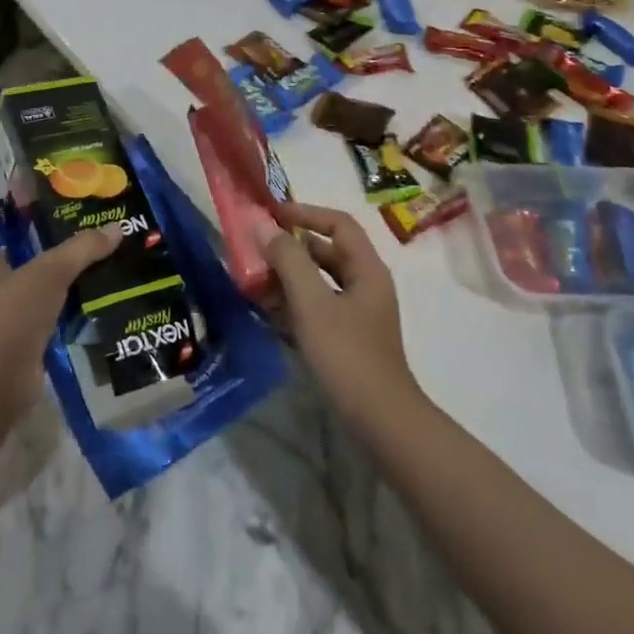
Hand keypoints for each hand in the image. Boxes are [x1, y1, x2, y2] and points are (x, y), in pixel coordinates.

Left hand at [0, 225, 119, 416]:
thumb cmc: (14, 314)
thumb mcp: (51, 270)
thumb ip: (83, 248)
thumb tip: (117, 227)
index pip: (22, 243)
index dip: (50, 234)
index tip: (84, 231)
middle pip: (40, 272)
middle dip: (69, 267)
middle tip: (106, 254)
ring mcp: (11, 326)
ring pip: (50, 301)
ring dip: (74, 296)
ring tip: (112, 280)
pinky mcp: (28, 352)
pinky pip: (58, 329)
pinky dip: (75, 324)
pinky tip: (102, 315)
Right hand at [263, 203, 419, 425]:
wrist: (380, 421)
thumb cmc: (347, 354)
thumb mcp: (312, 302)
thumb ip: (288, 260)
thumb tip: (264, 225)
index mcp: (366, 268)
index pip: (338, 223)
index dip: (305, 212)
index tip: (272, 214)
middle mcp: (365, 284)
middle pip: (327, 251)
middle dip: (290, 247)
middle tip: (256, 247)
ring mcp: (357, 314)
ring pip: (319, 281)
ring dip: (288, 277)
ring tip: (254, 278)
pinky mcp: (347, 338)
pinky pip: (317, 308)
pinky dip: (293, 303)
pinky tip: (267, 311)